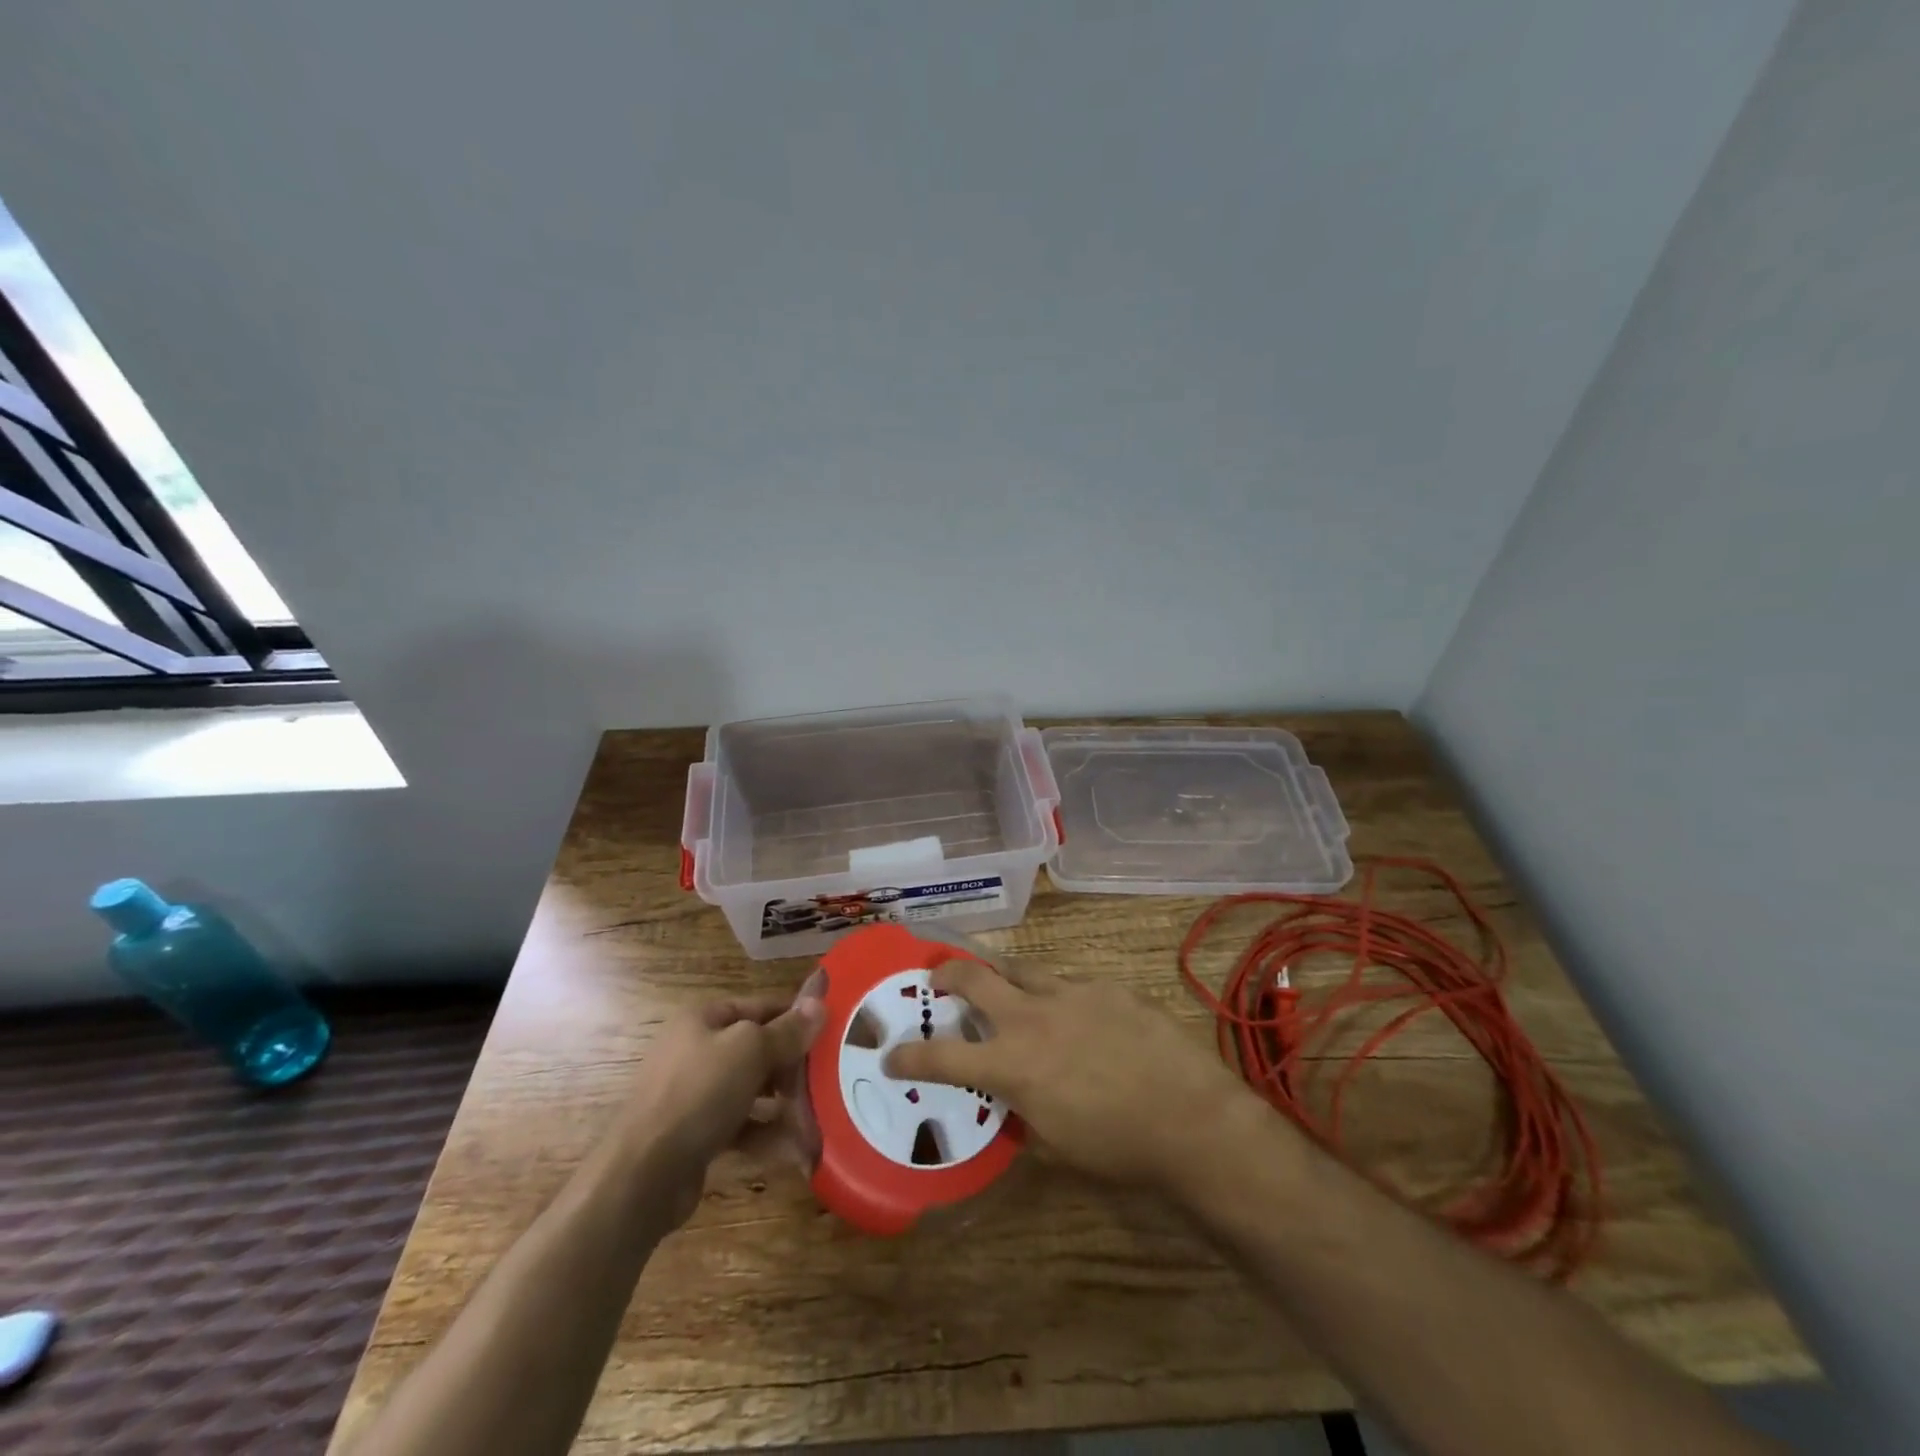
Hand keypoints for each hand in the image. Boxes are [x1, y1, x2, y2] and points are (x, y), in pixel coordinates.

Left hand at [614, 971, 824, 1226]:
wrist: (642, 1175)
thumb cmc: (699, 1093)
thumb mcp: (750, 1050)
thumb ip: (787, 1030)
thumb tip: (820, 1003)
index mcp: (703, 1019)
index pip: (760, 1007)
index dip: (795, 1016)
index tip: (831, 1030)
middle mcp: (697, 1051)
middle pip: (758, 1049)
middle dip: (793, 1066)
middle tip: (828, 1080)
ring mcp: (695, 1095)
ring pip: (752, 1090)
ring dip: (786, 1104)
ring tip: (818, 1117)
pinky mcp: (697, 1135)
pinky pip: (742, 1126)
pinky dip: (767, 1134)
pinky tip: (796, 1148)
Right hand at [883, 954, 1262, 1193]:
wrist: (1192, 1119)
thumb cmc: (1120, 1148)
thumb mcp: (1057, 1143)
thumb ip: (1023, 1109)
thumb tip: (1012, 1094)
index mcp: (1014, 1064)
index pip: (943, 1057)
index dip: (910, 1054)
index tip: (891, 1052)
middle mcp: (1034, 1017)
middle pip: (976, 977)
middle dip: (948, 973)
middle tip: (939, 979)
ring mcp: (1073, 993)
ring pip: (1023, 969)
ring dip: (1007, 980)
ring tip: (1010, 992)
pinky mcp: (1108, 987)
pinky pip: (1072, 984)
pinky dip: (1062, 998)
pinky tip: (1082, 1019)